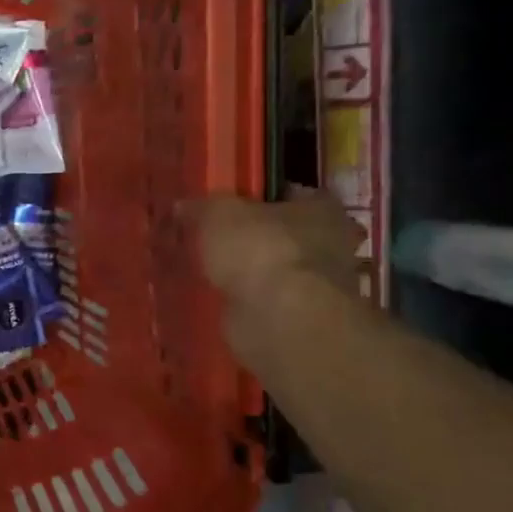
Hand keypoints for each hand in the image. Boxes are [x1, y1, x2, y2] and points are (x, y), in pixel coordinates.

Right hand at [185, 190, 360, 353]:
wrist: (278, 317)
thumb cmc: (259, 250)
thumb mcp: (218, 214)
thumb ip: (200, 207)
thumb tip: (182, 207)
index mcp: (322, 209)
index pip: (291, 194)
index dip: (259, 196)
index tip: (230, 205)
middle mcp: (330, 245)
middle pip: (284, 233)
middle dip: (254, 237)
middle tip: (214, 239)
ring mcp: (317, 286)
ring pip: (275, 270)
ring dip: (250, 272)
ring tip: (210, 270)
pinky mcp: (299, 318)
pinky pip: (267, 300)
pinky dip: (247, 300)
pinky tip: (219, 297)